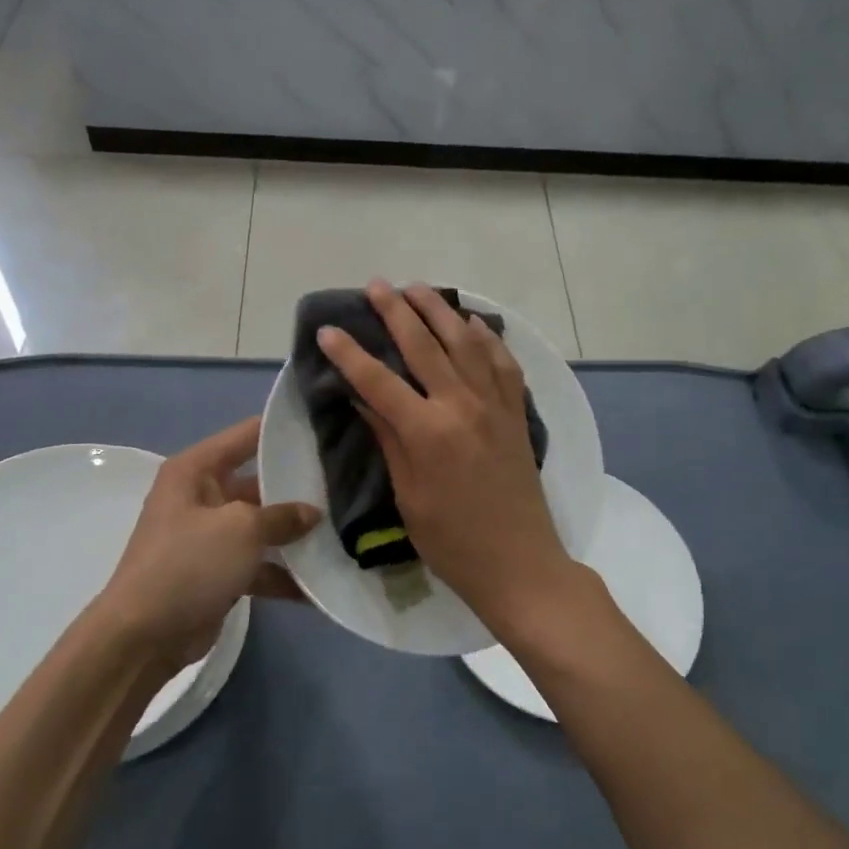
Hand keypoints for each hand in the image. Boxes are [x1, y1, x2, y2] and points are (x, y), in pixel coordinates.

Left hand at [97, 418, 320, 671]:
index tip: (326, 428)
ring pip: (262, 526)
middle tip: (345, 483)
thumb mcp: (241, 529)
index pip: (247, 434)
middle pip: (259, 481)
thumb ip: (282, 515)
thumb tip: (313, 513)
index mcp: (196, 470)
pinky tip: (320, 584)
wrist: (143, 636)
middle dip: (298, 487)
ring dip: (294, 534)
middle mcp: (201, 496)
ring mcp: (209, 536)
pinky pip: (258, 564)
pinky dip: (283, 574)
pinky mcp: (217, 573)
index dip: (283, 430)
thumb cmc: (188, 563)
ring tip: (343, 531)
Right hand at [319, 280, 576, 634]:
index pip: (378, 380)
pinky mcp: (516, 412)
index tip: (329, 329)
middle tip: (377, 285)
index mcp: (427, 431)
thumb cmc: (452, 540)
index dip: (350, 353)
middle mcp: (461, 405)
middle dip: (396, 311)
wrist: (519, 562)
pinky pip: (502, 362)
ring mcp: (494, 405)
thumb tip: (362, 399)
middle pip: (424, 345)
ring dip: (440, 311)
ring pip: (466, 342)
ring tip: (419, 289)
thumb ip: (388, 439)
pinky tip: (474, 323)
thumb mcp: (407, 495)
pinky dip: (487, 338)